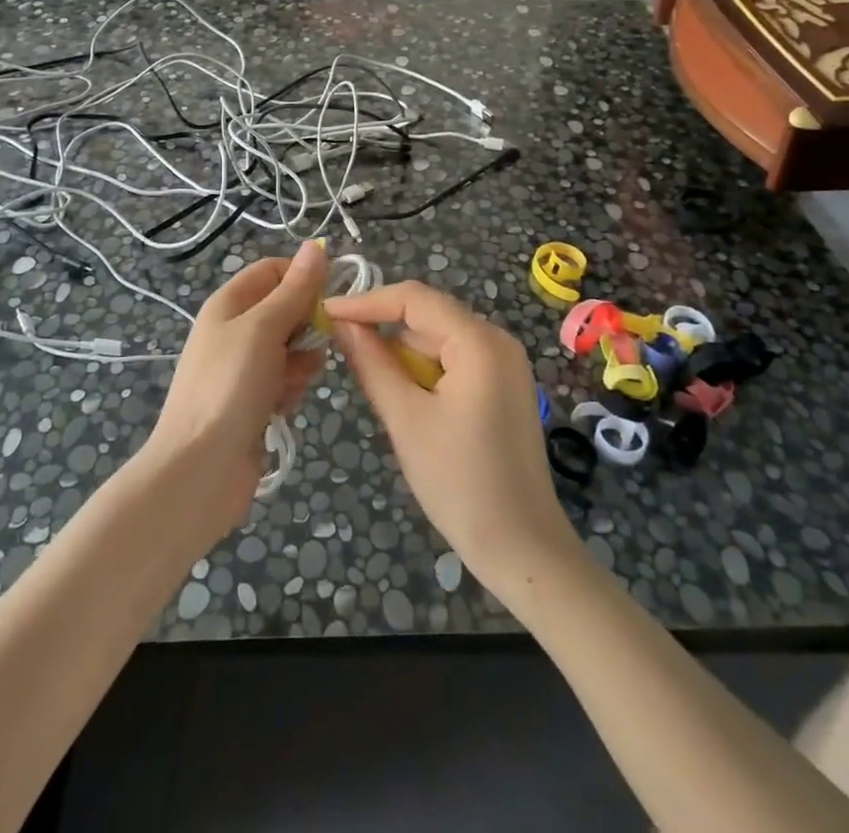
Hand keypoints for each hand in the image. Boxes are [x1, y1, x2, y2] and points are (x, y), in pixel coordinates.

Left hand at [141, 239, 328, 543]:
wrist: (200, 468)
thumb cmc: (230, 386)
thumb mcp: (264, 328)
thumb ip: (294, 289)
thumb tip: (316, 246)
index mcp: (229, 303)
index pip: (273, 271)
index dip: (303, 277)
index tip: (332, 296)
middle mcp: (234, 330)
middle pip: (284, 310)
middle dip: (307, 325)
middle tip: (319, 342)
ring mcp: (242, 368)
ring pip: (290, 348)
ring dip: (301, 362)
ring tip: (293, 381)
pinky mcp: (252, 401)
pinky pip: (284, 381)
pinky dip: (290, 389)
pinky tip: (284, 407)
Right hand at [326, 282, 582, 600]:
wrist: (523, 549)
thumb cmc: (460, 483)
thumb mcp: (406, 419)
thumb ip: (372, 364)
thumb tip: (342, 324)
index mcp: (479, 341)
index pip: (413, 299)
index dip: (366, 301)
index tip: (326, 314)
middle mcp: (497, 340)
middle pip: (427, 316)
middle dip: (383, 329)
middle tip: (339, 348)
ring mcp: (504, 364)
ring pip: (438, 339)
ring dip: (402, 353)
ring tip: (370, 380)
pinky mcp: (502, 386)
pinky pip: (454, 361)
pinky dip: (424, 371)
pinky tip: (404, 397)